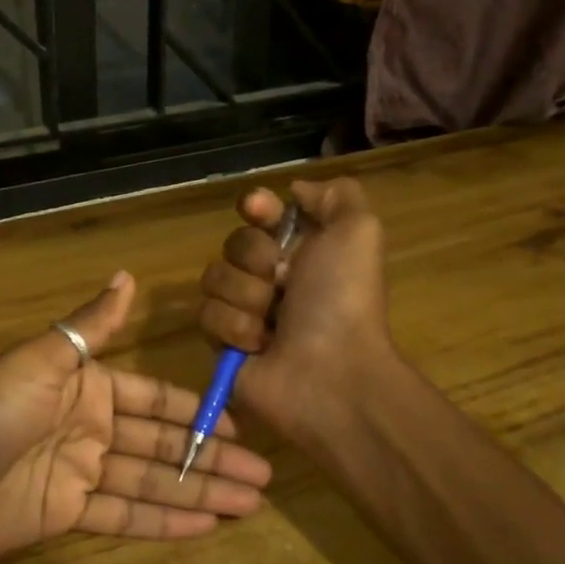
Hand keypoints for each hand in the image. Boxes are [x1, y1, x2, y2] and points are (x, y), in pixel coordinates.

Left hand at [0, 272, 273, 563]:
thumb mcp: (40, 360)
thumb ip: (90, 327)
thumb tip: (128, 275)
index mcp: (85, 386)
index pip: (152, 398)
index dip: (195, 411)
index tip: (239, 425)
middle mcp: (88, 427)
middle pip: (161, 444)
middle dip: (210, 458)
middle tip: (263, 477)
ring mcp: (79, 473)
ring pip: (150, 482)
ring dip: (198, 492)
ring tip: (250, 503)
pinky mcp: (67, 515)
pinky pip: (124, 516)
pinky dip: (164, 522)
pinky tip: (205, 526)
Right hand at [197, 178, 394, 447]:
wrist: (330, 372)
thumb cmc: (342, 300)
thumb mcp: (358, 231)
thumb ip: (335, 195)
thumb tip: (293, 190)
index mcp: (303, 249)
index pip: (261, 211)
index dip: (257, 206)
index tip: (259, 209)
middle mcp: (272, 276)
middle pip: (234, 242)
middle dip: (256, 259)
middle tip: (284, 283)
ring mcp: (245, 309)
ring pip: (214, 277)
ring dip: (247, 297)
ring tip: (274, 323)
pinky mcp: (222, 342)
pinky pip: (206, 315)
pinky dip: (235, 328)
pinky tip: (260, 346)